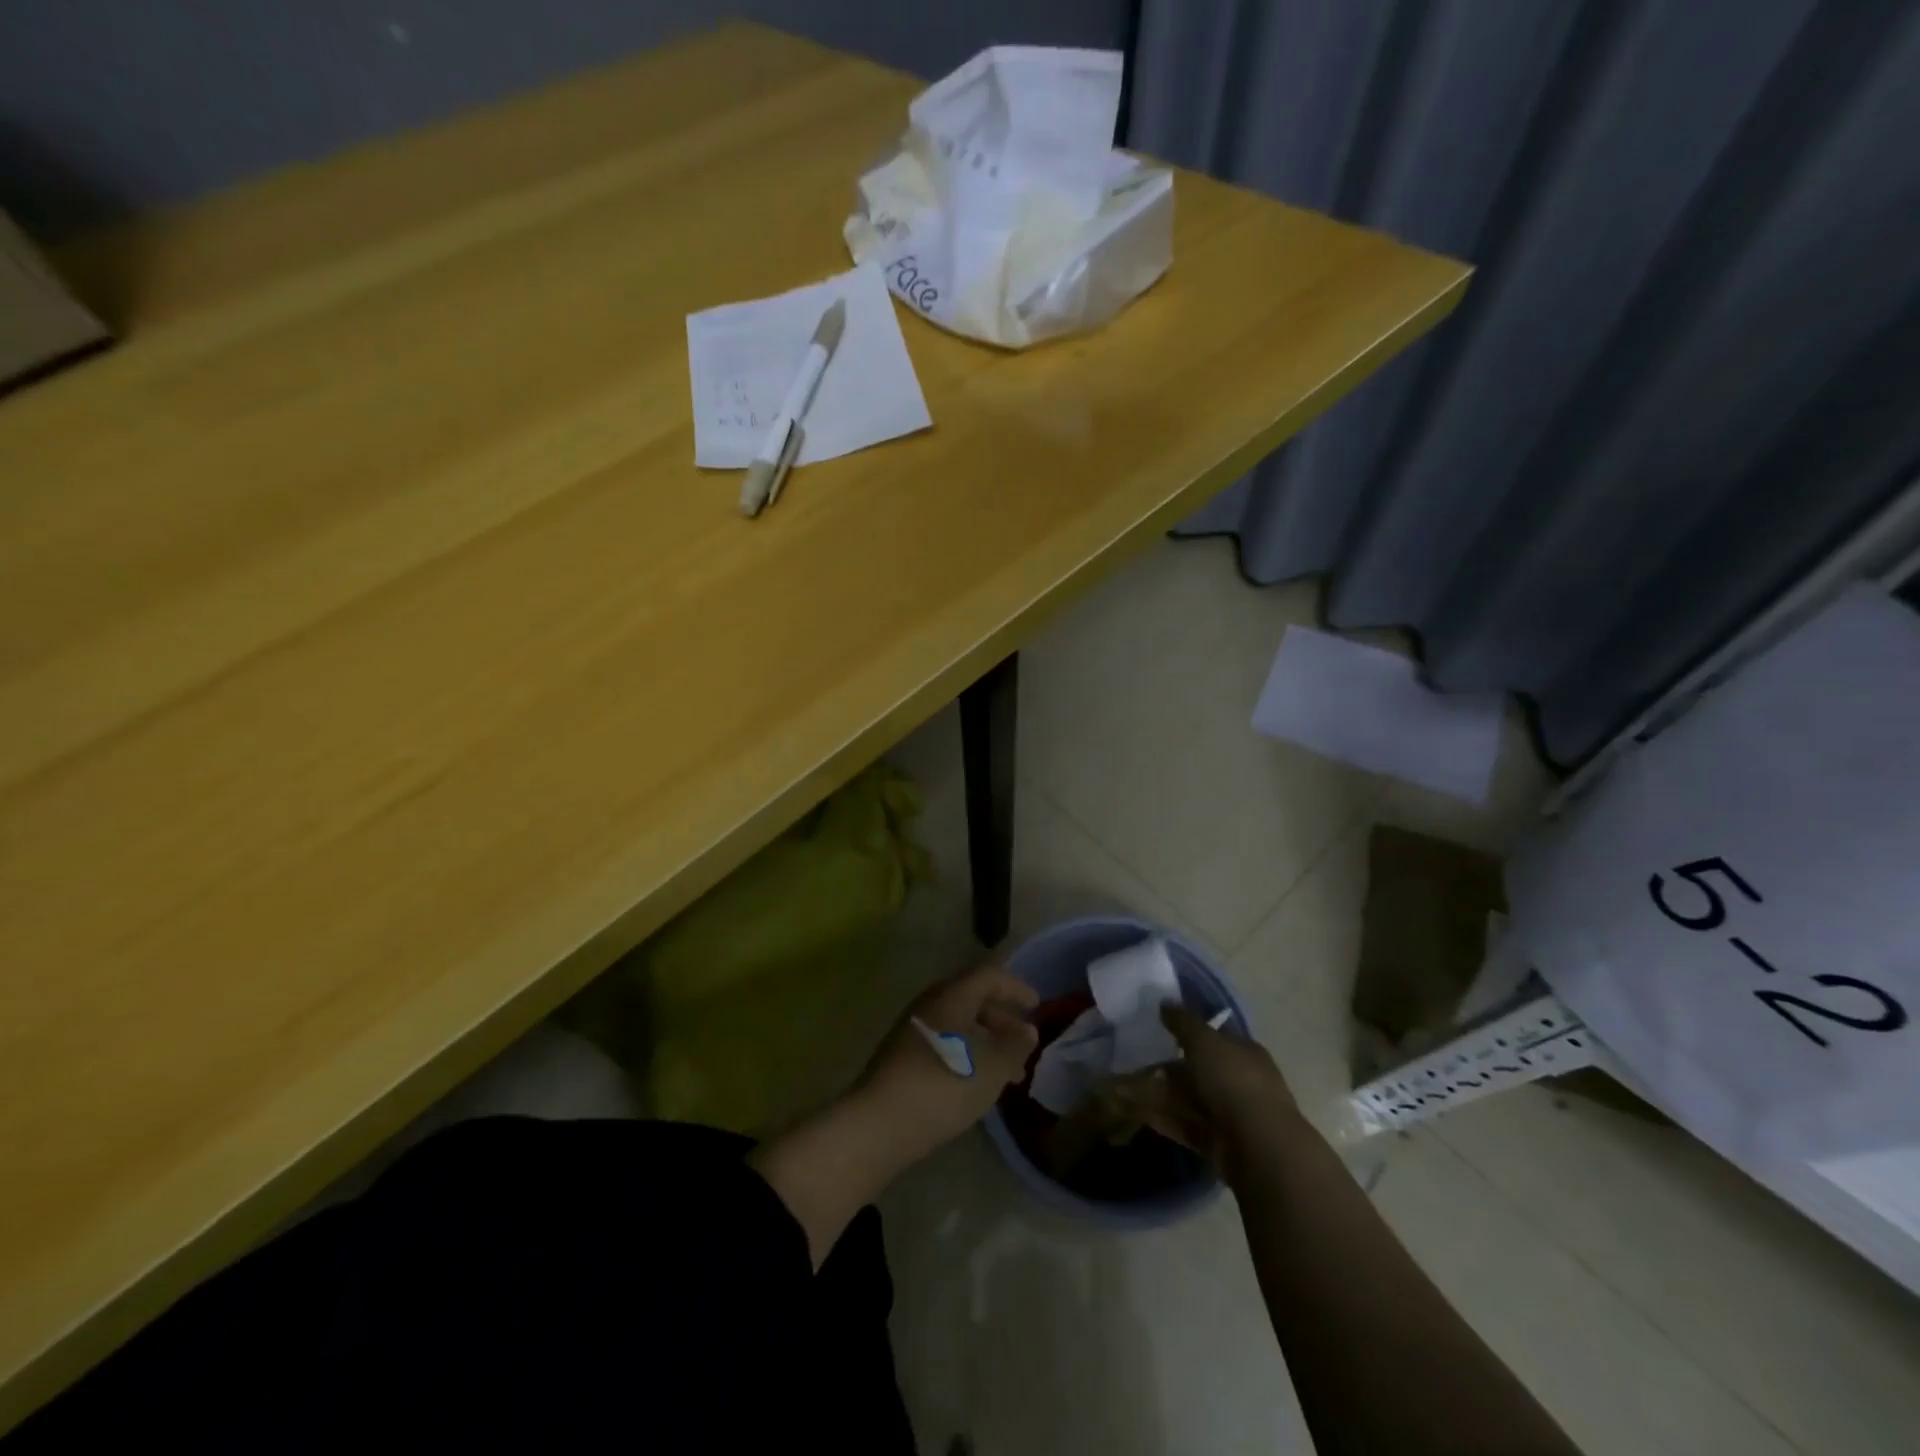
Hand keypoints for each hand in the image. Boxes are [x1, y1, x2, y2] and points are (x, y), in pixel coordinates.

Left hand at [851, 963, 1039, 1162]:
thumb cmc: (943, 1086)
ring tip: (1009, 1074)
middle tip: (1024, 1043)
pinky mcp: (902, 1057)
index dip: (1015, 988)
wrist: (878, 1124)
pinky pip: (944, 1042)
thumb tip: (1027, 1030)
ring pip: (957, 1024)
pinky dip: (967, 1054)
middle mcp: (929, 1004)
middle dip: (1001, 1019)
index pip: (988, 976)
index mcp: (951, 996)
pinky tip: (977, 1084)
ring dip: (986, 1041)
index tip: (1036, 1006)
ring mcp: (912, 1030)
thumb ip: (1015, 1047)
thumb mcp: (992, 1069)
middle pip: (971, 998)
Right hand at [1139, 1005, 1300, 1177]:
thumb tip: (1165, 1002)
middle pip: (1201, 1070)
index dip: (1190, 1031)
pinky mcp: (1220, 1143)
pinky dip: (1167, 1120)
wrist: (1258, 1146)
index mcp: (1245, 1052)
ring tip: (1130, 1091)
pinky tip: (1142, 1115)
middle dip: (1171, 1068)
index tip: (1161, 1030)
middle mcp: (1242, 1080)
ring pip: (1192, 1099)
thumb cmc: (1233, 1081)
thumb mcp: (1204, 1040)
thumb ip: (1183, 1021)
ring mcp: (1232, 1114)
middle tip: (1140, 1063)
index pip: (1216, 1036)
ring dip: (1164, 1095)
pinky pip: (1188, 1126)